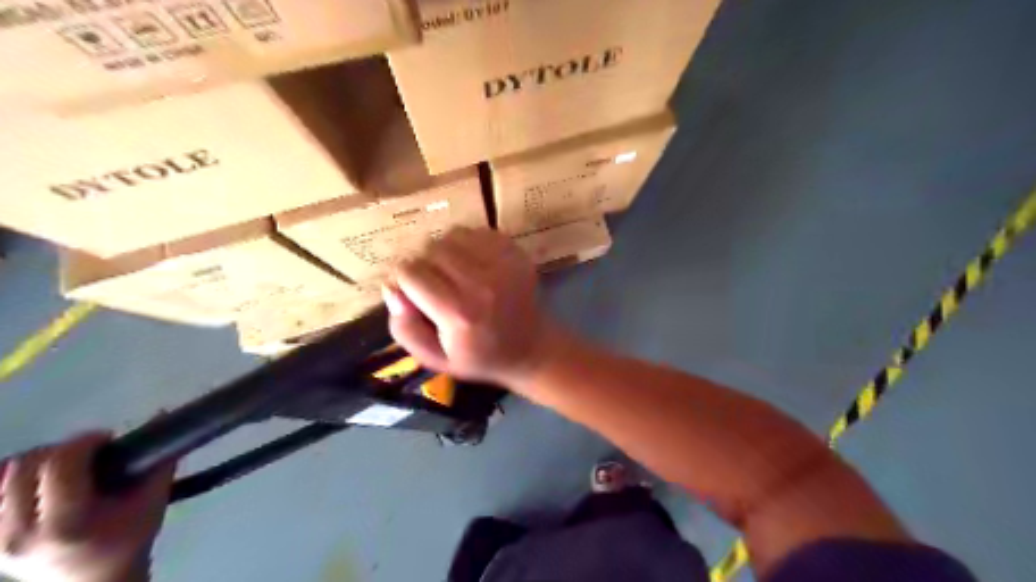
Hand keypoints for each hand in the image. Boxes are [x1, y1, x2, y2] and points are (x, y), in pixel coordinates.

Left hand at [0, 433, 172, 579]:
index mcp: (66, 524)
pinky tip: (43, 480)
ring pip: (4, 477)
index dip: (83, 442)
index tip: (107, 439)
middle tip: (89, 452)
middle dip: (61, 449)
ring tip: (68, 466)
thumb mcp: (153, 503)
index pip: (59, 466)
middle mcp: (21, 533)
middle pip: (25, 467)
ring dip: (39, 461)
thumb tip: (162, 417)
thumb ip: (160, 462)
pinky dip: (17, 478)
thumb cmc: (130, 542)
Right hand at [384, 227, 565, 385]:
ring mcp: (502, 262)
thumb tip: (391, 288)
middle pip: (429, 249)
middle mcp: (481, 283)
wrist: (530, 347)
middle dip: (422, 266)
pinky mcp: (514, 251)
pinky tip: (472, 265)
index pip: (409, 272)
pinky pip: (474, 231)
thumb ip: (405, 329)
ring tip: (452, 274)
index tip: (413, 296)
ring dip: (443, 251)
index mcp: (459, 313)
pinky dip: (465, 244)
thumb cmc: (478, 356)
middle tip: (434, 286)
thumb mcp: (434, 359)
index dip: (404, 282)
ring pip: (450, 235)